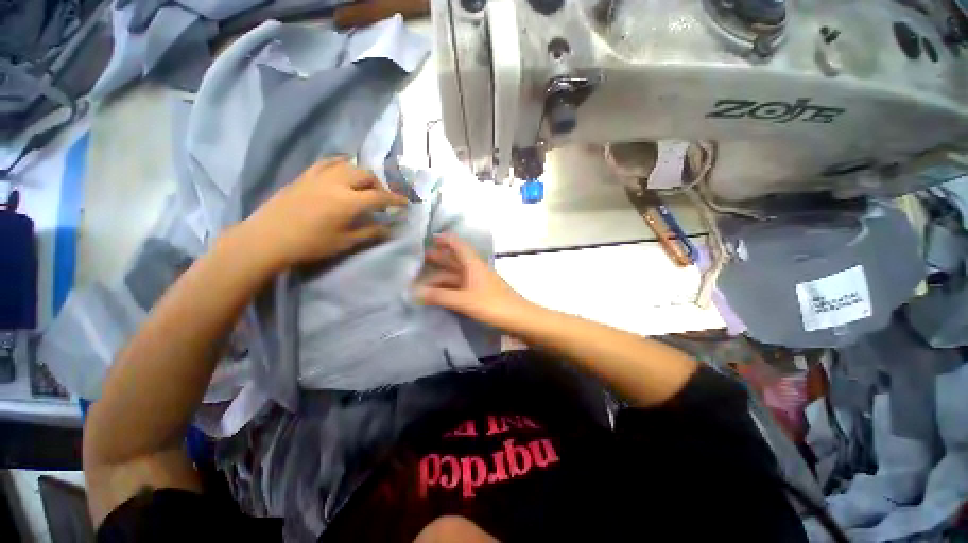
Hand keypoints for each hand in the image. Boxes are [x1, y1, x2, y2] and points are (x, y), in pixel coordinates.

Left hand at [241, 158, 408, 268]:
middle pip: (366, 175)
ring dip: (362, 174)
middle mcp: (337, 183)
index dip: (395, 199)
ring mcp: (319, 176)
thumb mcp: (344, 242)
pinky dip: (340, 163)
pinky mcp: (305, 175)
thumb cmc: (309, 244)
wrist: (267, 238)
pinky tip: (343, 168)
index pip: (380, 197)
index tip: (406, 203)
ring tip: (364, 185)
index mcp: (348, 202)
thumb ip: (369, 232)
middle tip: (381, 198)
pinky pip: (327, 162)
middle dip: (379, 185)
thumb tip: (389, 228)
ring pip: (348, 165)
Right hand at [417, 234, 533, 328]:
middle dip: (438, 258)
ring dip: (441, 276)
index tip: (428, 239)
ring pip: (456, 275)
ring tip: (422, 280)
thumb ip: (439, 296)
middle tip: (419, 260)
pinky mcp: (480, 294)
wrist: (518, 318)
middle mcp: (475, 269)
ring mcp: (478, 282)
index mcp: (473, 264)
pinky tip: (438, 294)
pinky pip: (460, 286)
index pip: (457, 245)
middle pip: (454, 259)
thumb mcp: (463, 300)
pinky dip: (448, 288)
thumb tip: (414, 292)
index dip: (444, 240)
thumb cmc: (492, 305)